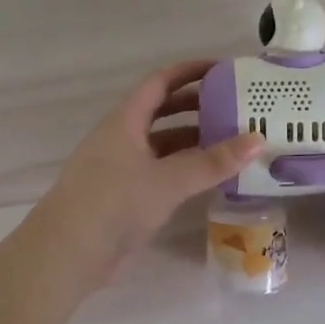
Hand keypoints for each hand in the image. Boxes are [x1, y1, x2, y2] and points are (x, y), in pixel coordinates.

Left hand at [38, 61, 262, 286]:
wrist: (67, 253)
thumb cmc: (114, 203)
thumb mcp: (167, 180)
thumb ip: (212, 162)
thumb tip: (257, 140)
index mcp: (124, 122)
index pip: (159, 83)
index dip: (189, 72)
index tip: (223, 70)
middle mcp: (121, 139)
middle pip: (162, 112)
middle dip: (196, 107)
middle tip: (234, 108)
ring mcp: (120, 168)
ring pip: (162, 146)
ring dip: (193, 142)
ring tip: (231, 144)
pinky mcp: (123, 197)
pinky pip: (160, 172)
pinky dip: (184, 171)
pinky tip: (209, 179)